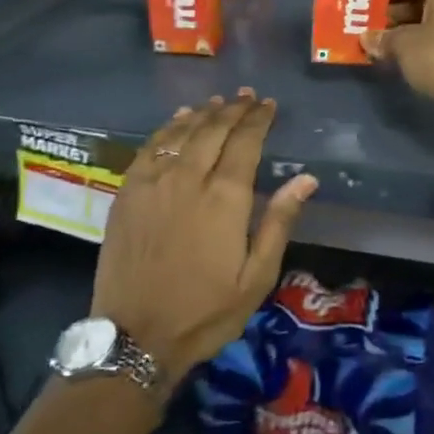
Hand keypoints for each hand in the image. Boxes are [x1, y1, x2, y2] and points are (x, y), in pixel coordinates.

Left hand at [90, 90, 317, 381]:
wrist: (135, 337)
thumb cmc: (205, 311)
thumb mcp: (256, 277)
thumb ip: (279, 222)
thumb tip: (306, 178)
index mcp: (224, 198)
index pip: (245, 142)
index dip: (258, 120)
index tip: (268, 105)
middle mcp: (188, 178)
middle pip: (213, 130)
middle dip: (233, 109)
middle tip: (248, 97)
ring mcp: (153, 182)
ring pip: (181, 133)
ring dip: (203, 113)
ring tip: (218, 102)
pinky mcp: (128, 192)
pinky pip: (150, 147)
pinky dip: (168, 127)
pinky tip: (178, 120)